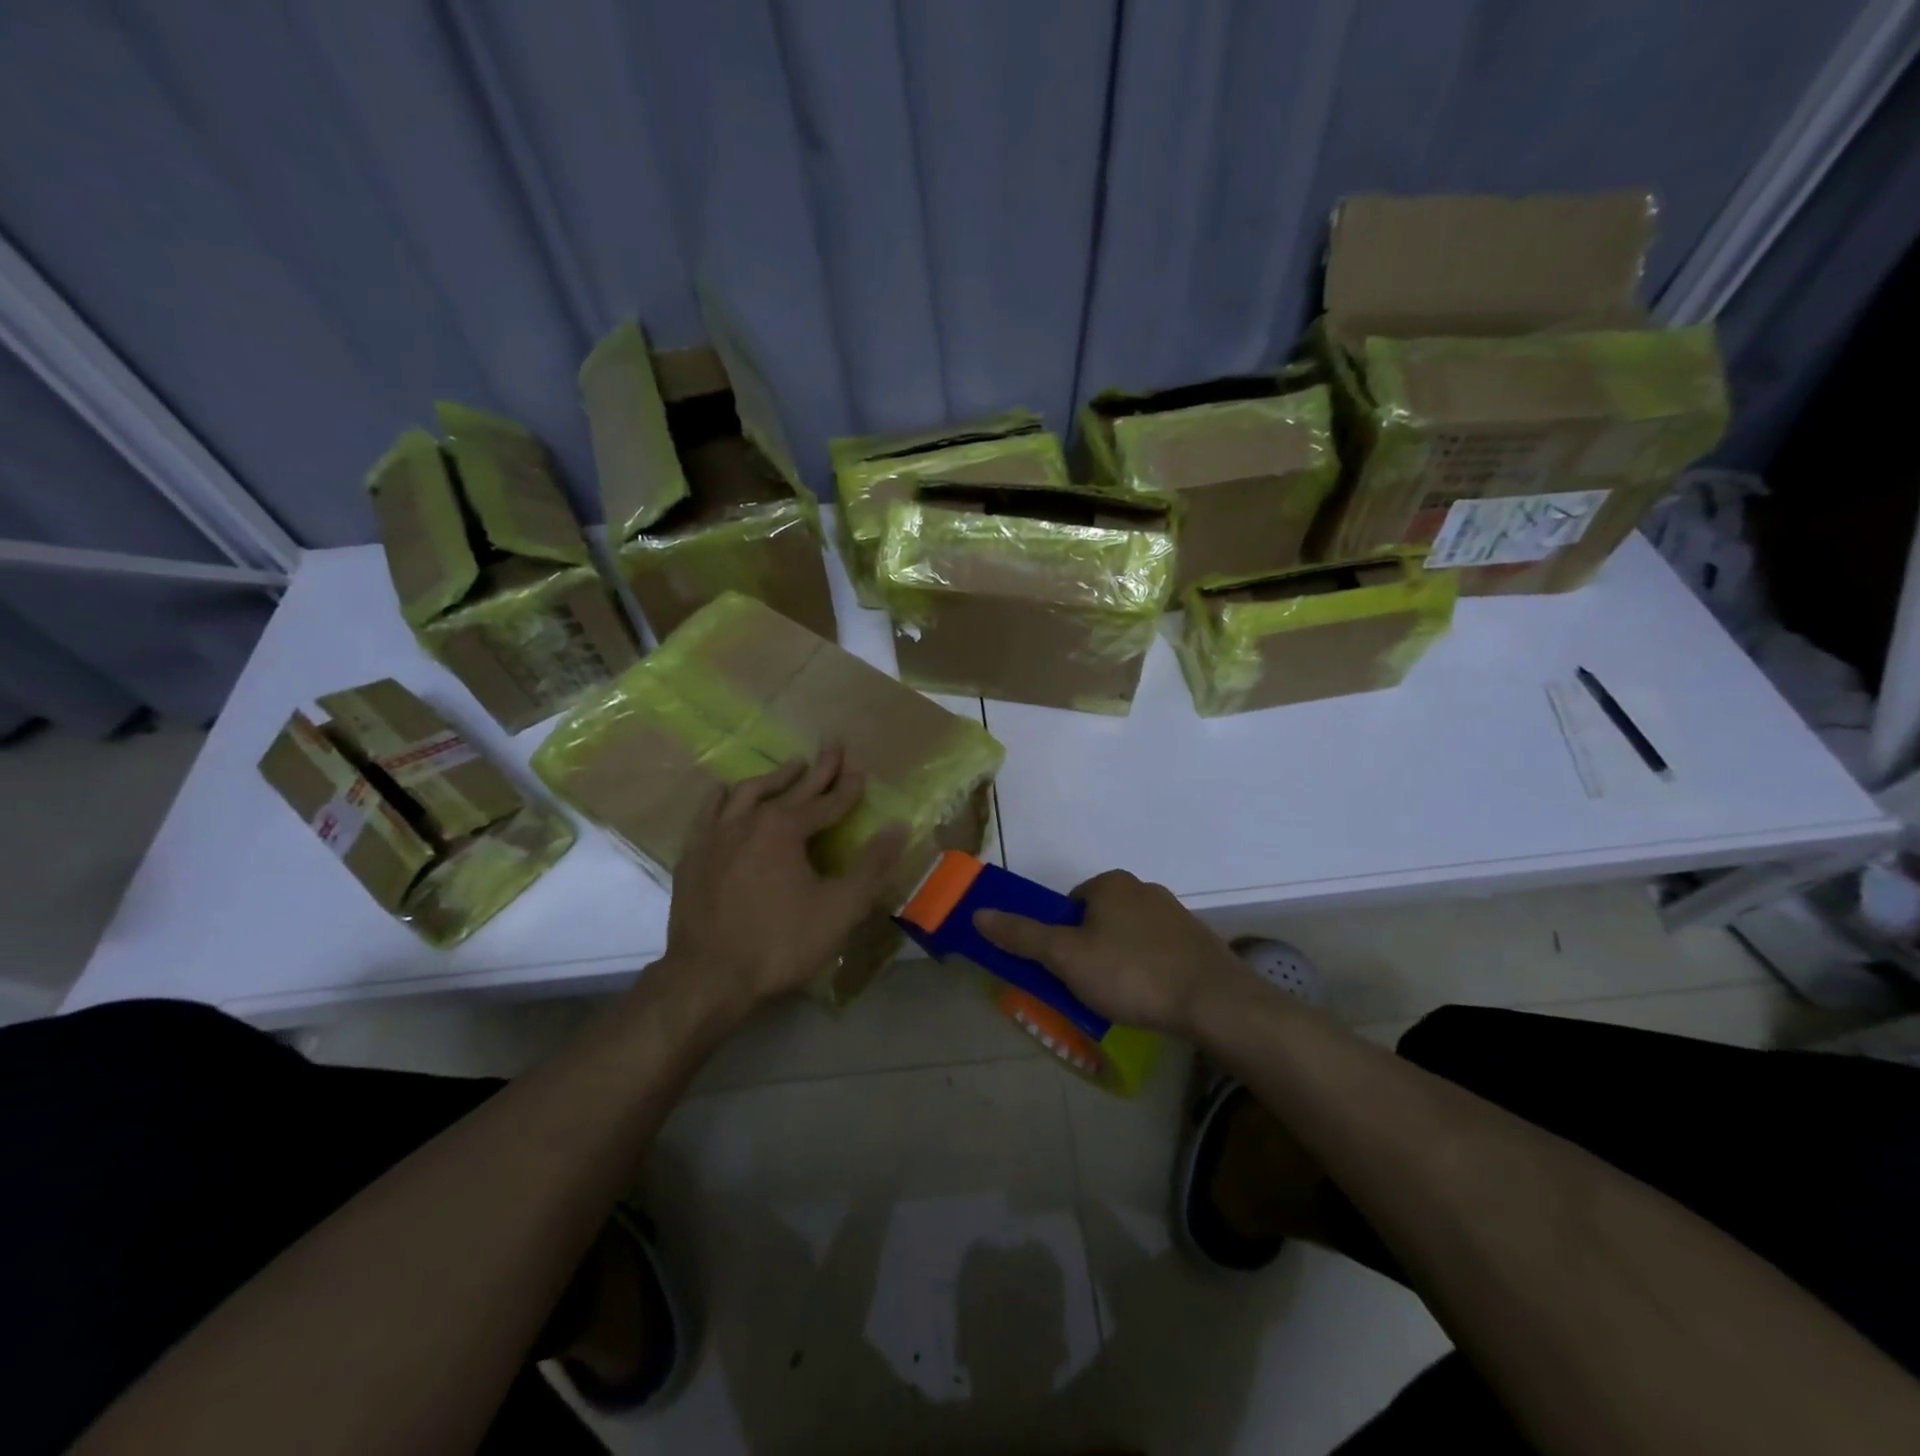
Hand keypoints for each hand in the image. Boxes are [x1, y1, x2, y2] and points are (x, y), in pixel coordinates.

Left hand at [662, 744, 905, 1018]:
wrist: (708, 977)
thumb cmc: (780, 943)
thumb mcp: (840, 908)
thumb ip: (872, 866)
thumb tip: (900, 827)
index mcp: (785, 829)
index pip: (826, 802)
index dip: (848, 788)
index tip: (862, 769)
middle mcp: (749, 820)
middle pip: (790, 788)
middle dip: (817, 768)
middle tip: (833, 744)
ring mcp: (715, 835)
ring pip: (747, 792)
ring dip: (774, 777)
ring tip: (791, 766)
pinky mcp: (692, 854)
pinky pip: (709, 812)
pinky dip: (725, 797)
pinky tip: (727, 793)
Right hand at [973, 870, 1250, 1033]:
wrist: (1213, 1001)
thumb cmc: (1131, 973)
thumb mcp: (1066, 957)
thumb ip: (1022, 935)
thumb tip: (979, 914)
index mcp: (1111, 884)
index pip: (1070, 905)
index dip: (1061, 937)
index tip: (1065, 969)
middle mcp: (1144, 889)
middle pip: (1099, 920)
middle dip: (1090, 950)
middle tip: (1088, 987)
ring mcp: (1175, 914)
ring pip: (1129, 937)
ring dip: (1119, 962)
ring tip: (1120, 999)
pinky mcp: (1197, 942)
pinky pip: (1158, 952)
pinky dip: (1148, 970)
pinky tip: (1150, 998)